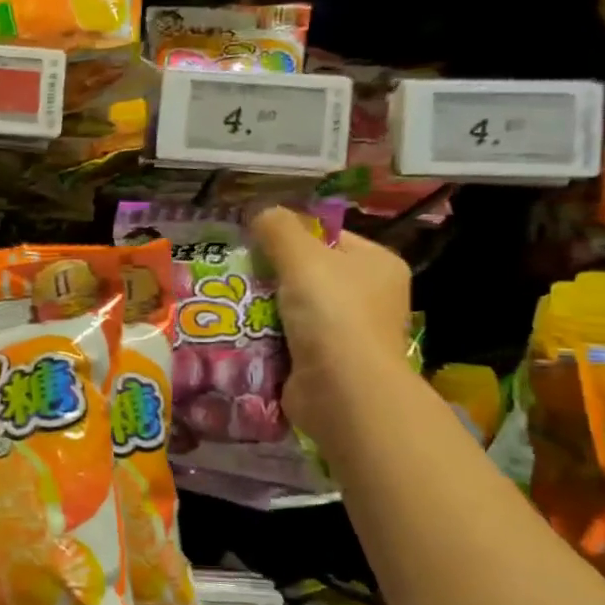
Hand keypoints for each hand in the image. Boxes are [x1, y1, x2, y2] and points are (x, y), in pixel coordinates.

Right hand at [250, 208, 411, 434]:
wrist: (342, 392)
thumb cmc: (332, 314)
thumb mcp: (302, 258)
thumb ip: (279, 229)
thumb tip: (261, 212)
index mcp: (376, 265)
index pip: (329, 238)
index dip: (291, 236)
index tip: (253, 243)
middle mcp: (368, 298)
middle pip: (308, 275)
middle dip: (270, 276)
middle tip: (234, 275)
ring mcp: (347, 335)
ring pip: (293, 310)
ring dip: (262, 310)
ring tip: (227, 304)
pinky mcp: (324, 366)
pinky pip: (286, 343)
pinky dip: (264, 340)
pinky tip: (237, 335)